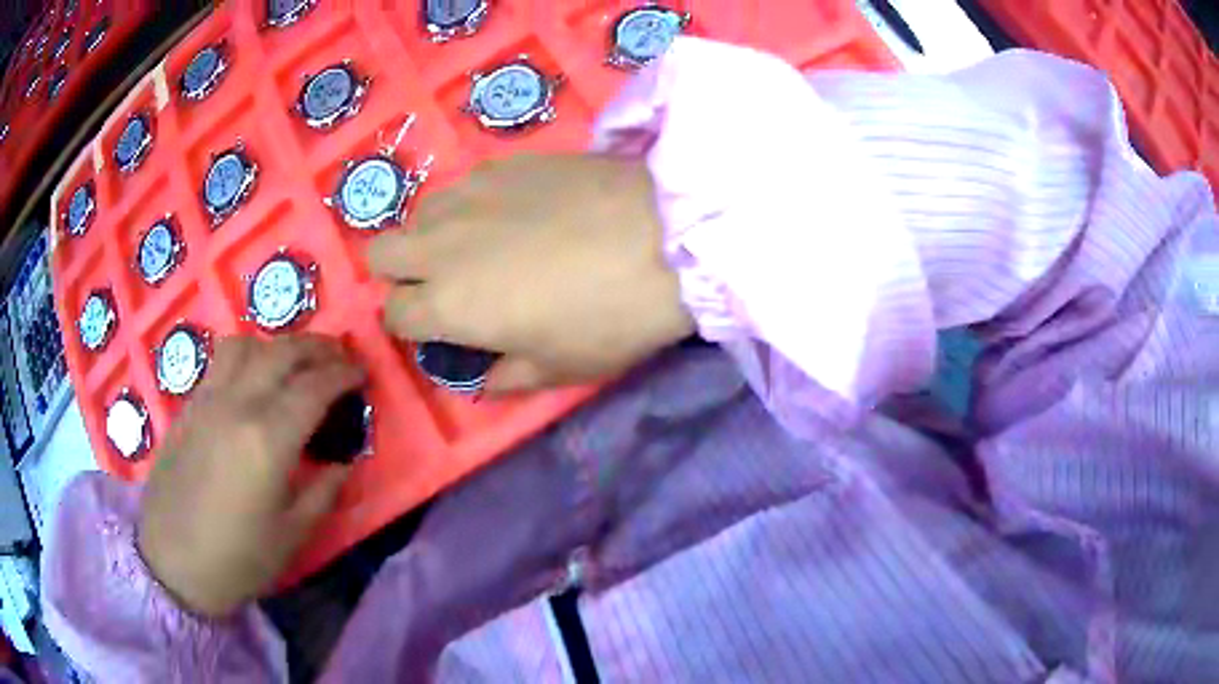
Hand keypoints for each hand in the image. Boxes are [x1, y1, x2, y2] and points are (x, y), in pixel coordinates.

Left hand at [137, 335, 364, 616]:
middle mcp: (238, 404)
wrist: (172, 562)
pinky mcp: (189, 405)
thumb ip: (324, 491)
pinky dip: (247, 356)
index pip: (314, 386)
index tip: (362, 374)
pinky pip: (221, 361)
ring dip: (278, 344)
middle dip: (318, 347)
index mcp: (268, 439)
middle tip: (338, 358)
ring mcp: (208, 399)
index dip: (344, 374)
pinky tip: (253, 379)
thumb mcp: (293, 535)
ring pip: (246, 344)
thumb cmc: (238, 558)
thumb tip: (344, 462)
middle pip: (282, 352)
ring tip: (293, 363)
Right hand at [369, 153, 694, 393]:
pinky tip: (512, 211)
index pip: (392, 315)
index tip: (439, 328)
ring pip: (418, 214)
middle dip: (399, 274)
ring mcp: (470, 196)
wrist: (666, 236)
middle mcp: (442, 246)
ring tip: (478, 244)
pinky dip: (469, 204)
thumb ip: (507, 377)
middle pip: (379, 254)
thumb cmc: (611, 316)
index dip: (409, 325)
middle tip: (444, 284)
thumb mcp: (561, 369)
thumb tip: (484, 377)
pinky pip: (461, 185)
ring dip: (432, 235)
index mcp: (449, 305)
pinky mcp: (503, 163)